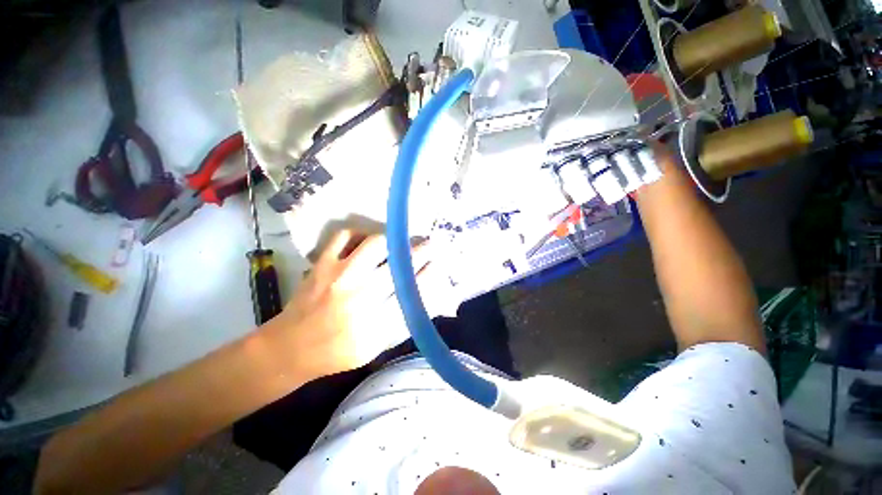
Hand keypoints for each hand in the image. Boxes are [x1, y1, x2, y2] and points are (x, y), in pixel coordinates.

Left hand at [264, 229, 458, 377]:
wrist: (288, 348)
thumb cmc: (336, 353)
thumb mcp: (375, 347)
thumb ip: (400, 322)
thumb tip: (422, 296)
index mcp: (374, 321)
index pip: (411, 289)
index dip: (429, 273)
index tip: (439, 262)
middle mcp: (359, 294)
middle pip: (399, 264)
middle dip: (420, 251)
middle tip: (429, 244)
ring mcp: (339, 274)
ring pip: (376, 244)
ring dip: (394, 240)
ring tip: (400, 242)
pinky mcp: (322, 263)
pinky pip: (345, 235)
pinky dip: (360, 233)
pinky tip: (367, 241)